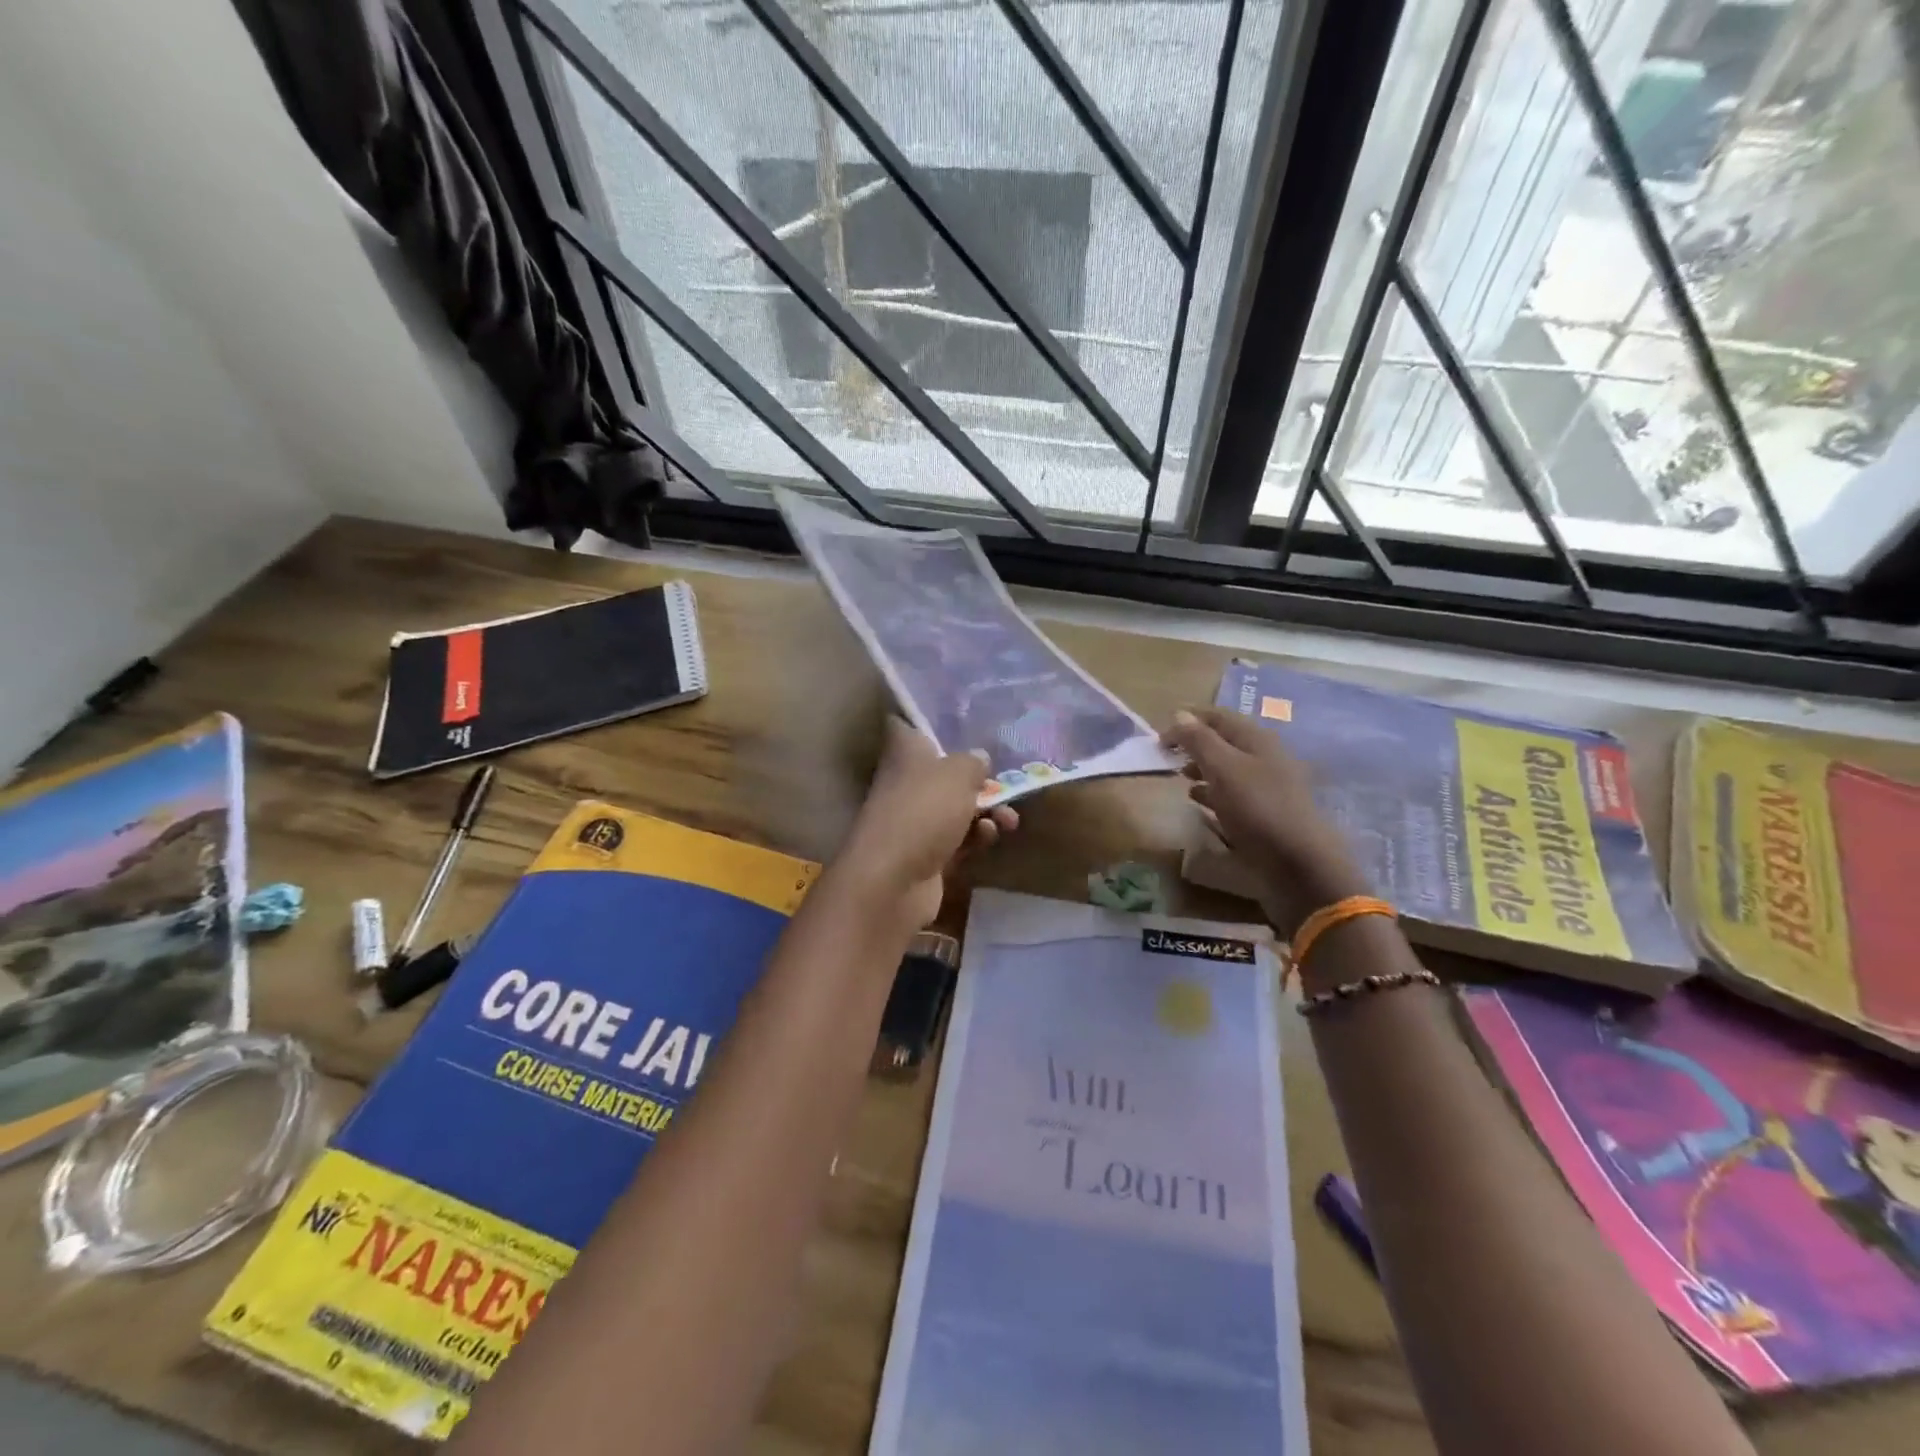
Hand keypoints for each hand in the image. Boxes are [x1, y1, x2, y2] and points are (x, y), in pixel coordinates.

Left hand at [838, 719, 1018, 927]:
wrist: (894, 880)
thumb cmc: (923, 810)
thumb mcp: (958, 773)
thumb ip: (973, 762)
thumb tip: (979, 758)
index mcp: (904, 752)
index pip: (907, 724)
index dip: (926, 720)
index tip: (956, 719)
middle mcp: (906, 782)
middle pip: (942, 770)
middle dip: (976, 776)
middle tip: (1005, 780)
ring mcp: (915, 820)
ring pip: (955, 807)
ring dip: (986, 811)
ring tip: (1009, 818)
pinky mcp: (926, 854)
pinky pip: (958, 839)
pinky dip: (976, 836)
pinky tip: (990, 836)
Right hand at [1162, 707, 1368, 934]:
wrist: (1298, 864)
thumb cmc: (1258, 809)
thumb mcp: (1223, 769)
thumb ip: (1199, 740)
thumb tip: (1179, 714)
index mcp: (1257, 739)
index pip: (1218, 717)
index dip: (1188, 719)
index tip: (1159, 732)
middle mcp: (1264, 757)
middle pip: (1224, 740)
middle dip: (1193, 743)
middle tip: (1165, 755)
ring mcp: (1267, 786)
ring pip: (1227, 767)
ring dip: (1201, 767)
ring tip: (1178, 776)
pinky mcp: (1264, 813)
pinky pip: (1233, 793)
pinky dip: (1212, 791)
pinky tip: (1198, 801)